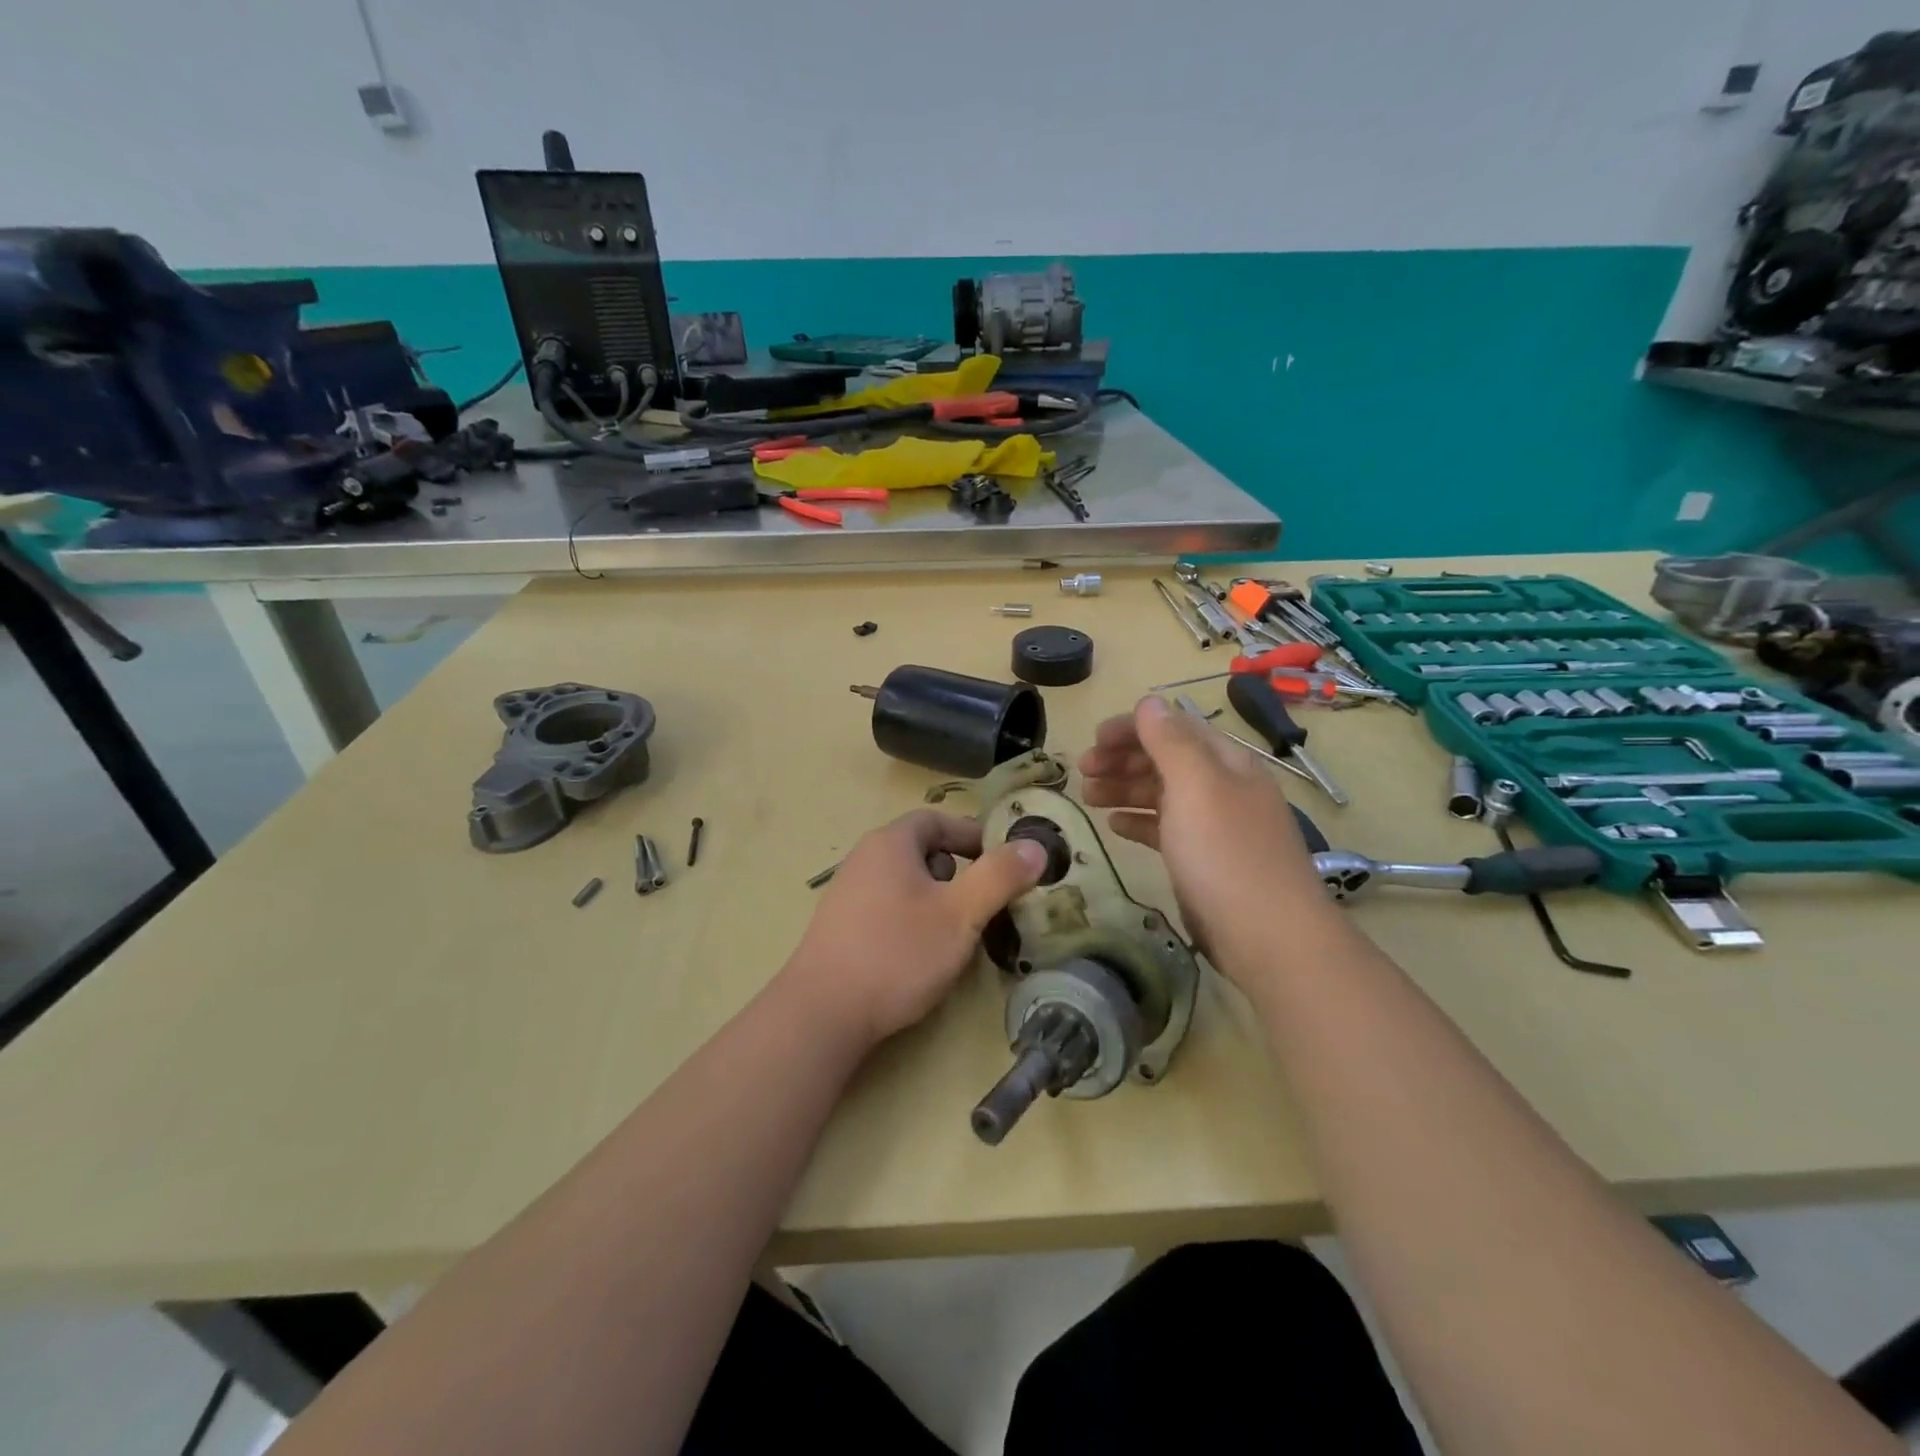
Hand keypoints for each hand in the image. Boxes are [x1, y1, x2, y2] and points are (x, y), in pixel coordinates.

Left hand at [780, 810, 1048, 1047]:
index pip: (937, 820)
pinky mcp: (840, 928)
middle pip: (921, 850)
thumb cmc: (898, 953)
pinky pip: (887, 908)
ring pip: (905, 882)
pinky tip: (920, 955)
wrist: (822, 1013)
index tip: (1002, 861)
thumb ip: (999, 877)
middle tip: (983, 901)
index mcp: (890, 843)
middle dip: (958, 871)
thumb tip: (1035, 846)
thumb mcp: (960, 914)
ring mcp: (847, 894)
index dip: (973, 835)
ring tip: (956, 932)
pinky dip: (912, 919)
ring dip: (936, 898)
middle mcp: (864, 859)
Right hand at [1078, 696, 1333, 979]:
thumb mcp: (1196, 787)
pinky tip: (1115, 826)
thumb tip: (1149, 702)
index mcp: (1226, 762)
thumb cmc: (1225, 854)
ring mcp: (1214, 826)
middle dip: (1122, 759)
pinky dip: (1138, 821)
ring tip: (1088, 796)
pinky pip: (1165, 829)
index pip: (1175, 728)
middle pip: (1166, 760)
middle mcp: (1222, 788)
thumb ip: (1170, 741)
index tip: (1092, 740)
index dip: (1132, 728)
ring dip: (1124, 788)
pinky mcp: (1204, 861)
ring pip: (1162, 794)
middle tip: (1082, 771)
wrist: (1267, 937)